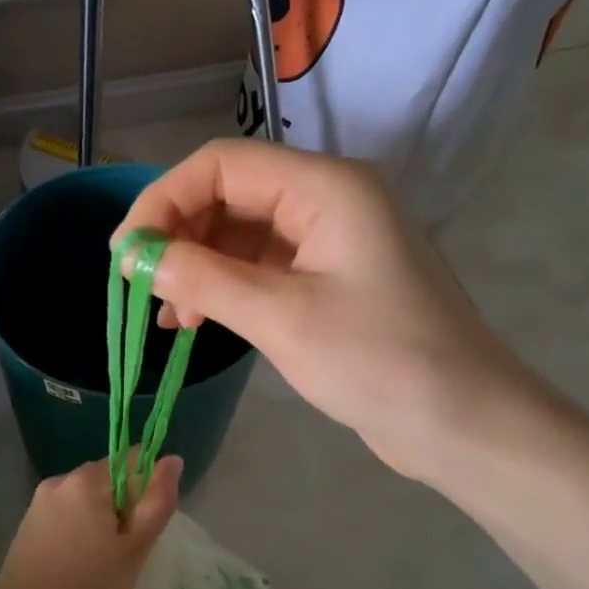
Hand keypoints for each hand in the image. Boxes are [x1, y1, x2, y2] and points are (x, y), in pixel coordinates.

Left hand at [0, 455, 182, 588]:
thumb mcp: (134, 549)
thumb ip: (157, 501)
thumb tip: (173, 459)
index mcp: (86, 480)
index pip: (132, 460)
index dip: (148, 489)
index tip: (145, 526)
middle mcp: (60, 480)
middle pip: (108, 478)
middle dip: (124, 507)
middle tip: (125, 552)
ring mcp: (39, 502)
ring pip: (87, 499)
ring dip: (102, 520)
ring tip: (102, 563)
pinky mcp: (28, 523)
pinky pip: (67, 513)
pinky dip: (80, 530)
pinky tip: (79, 565)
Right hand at [114, 140, 539, 481]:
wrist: (464, 423)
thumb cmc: (380, 362)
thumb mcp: (281, 318)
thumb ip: (204, 280)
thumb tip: (137, 258)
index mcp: (326, 187)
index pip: (221, 165)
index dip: (163, 200)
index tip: (125, 253)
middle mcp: (326, 199)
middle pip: (227, 194)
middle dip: (177, 235)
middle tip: (139, 286)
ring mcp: (327, 240)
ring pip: (238, 233)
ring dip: (195, 265)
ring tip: (166, 314)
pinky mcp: (326, 278)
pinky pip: (257, 266)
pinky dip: (221, 287)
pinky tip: (193, 320)